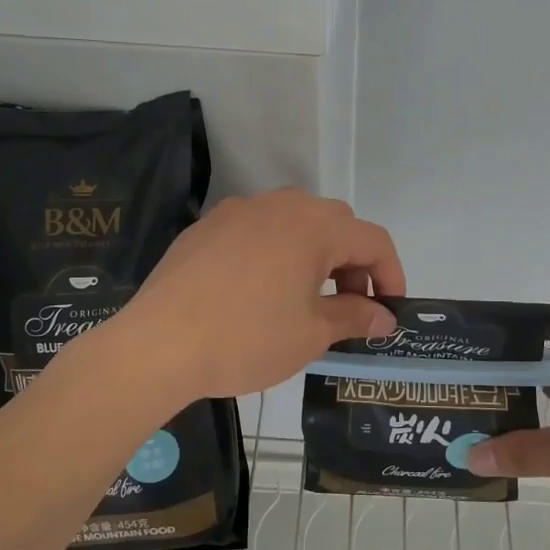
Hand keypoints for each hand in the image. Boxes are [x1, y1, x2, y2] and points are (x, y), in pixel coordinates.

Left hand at [109, 189, 404, 402]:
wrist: (158, 344)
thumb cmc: (247, 338)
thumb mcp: (311, 333)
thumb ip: (354, 316)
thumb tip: (383, 317)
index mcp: (314, 226)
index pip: (373, 240)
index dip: (391, 274)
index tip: (388, 310)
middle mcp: (280, 205)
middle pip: (336, 223)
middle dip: (353, 262)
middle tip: (347, 305)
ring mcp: (238, 211)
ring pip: (294, 221)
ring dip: (314, 253)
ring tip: (304, 297)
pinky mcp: (206, 227)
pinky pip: (257, 230)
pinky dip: (275, 252)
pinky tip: (258, 290)